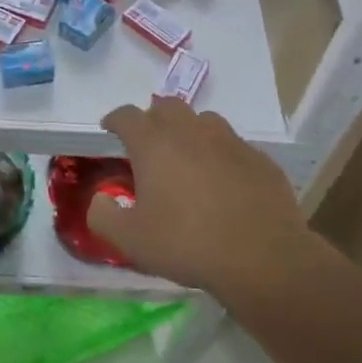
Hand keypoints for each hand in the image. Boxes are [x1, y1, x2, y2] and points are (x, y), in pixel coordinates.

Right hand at [88, 97, 314, 296]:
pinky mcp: (258, 158)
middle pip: (167, 106)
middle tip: (147, 142)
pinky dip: (220, 154)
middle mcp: (191, 131)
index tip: (109, 129)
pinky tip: (223, 179)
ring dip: (189, 130)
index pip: (127, 115)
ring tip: (186, 156)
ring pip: (203, 120)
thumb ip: (104, 216)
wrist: (262, 256)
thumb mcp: (131, 240)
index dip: (115, 119)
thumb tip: (99, 200)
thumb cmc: (187, 244)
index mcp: (154, 144)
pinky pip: (233, 145)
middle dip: (152, 118)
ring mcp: (229, 141)